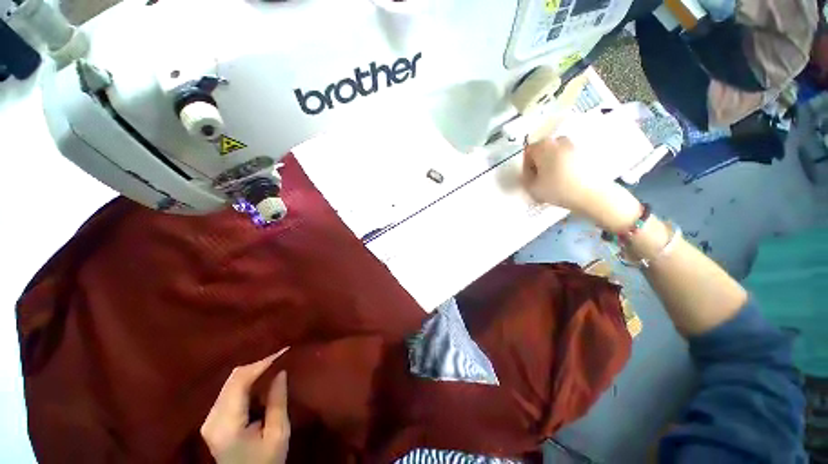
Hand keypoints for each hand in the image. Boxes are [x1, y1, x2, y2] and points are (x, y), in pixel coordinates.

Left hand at [201, 349, 289, 463]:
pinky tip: (261, 381)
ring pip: (230, 382)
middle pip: (233, 379)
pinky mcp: (212, 420)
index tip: (284, 351)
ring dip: (253, 372)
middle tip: (281, 357)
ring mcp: (209, 419)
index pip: (240, 382)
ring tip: (274, 366)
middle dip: (258, 364)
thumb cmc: (266, 462)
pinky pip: (229, 390)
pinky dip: (246, 381)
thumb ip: (278, 402)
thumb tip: (281, 372)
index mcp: (227, 424)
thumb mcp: (278, 434)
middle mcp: (212, 418)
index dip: (262, 363)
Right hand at [522, 136, 640, 230]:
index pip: (528, 152)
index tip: (530, 178)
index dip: (527, 166)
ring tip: (555, 180)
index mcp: (543, 145)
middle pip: (543, 150)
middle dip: (540, 163)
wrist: (591, 194)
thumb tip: (527, 174)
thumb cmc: (558, 189)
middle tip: (541, 179)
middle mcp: (559, 140)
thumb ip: (524, 178)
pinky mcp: (587, 153)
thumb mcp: (531, 187)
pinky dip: (566, 166)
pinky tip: (567, 179)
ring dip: (553, 164)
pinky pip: (570, 158)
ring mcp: (575, 145)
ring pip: (557, 154)